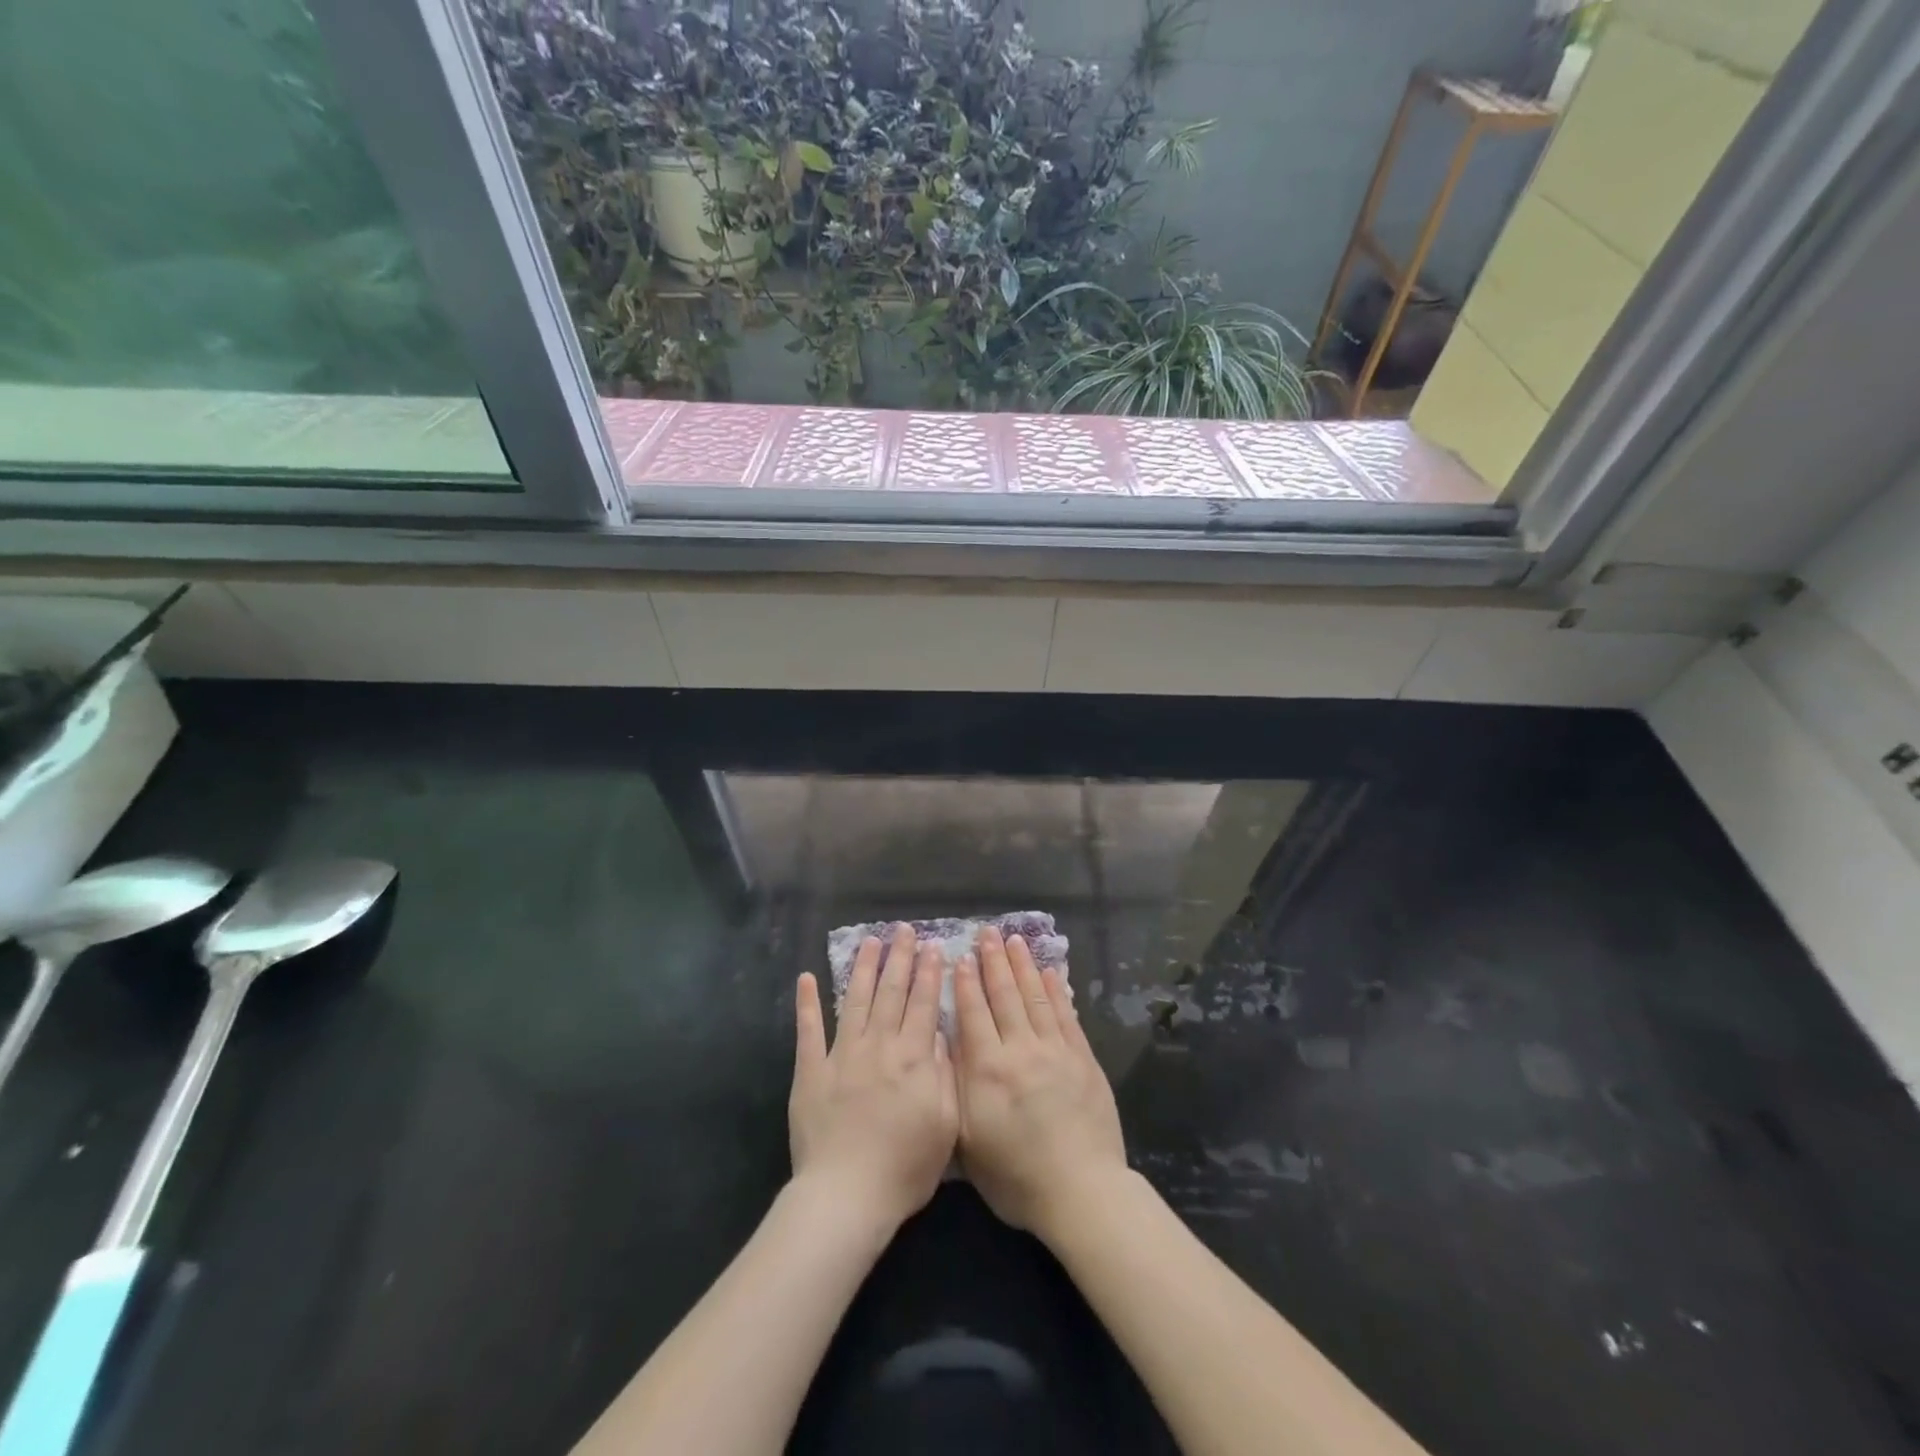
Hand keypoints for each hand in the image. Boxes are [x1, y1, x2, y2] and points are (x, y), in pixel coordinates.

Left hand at [789, 925, 958, 1236]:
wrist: (846, 1196)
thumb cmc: (904, 1168)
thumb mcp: (946, 1125)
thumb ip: (944, 1073)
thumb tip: (938, 1032)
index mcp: (912, 1058)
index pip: (923, 1004)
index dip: (928, 973)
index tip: (932, 946)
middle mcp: (878, 1046)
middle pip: (891, 993)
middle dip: (899, 958)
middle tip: (903, 929)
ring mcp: (841, 1055)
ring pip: (855, 1000)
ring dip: (862, 968)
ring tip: (869, 941)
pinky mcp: (811, 1071)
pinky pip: (808, 1031)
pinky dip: (807, 1003)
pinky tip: (806, 978)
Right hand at [953, 926, 1128, 1244]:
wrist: (1081, 1193)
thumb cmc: (1017, 1179)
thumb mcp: (970, 1144)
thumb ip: (958, 1091)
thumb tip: (949, 1048)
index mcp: (988, 1071)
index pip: (973, 1015)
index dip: (965, 984)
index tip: (961, 957)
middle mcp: (1021, 1051)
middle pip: (1004, 997)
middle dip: (994, 962)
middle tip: (987, 933)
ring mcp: (1055, 1052)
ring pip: (1035, 998)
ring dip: (1023, 966)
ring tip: (1014, 940)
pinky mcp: (1083, 1059)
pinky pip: (1066, 1016)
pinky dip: (1056, 991)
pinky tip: (1049, 972)